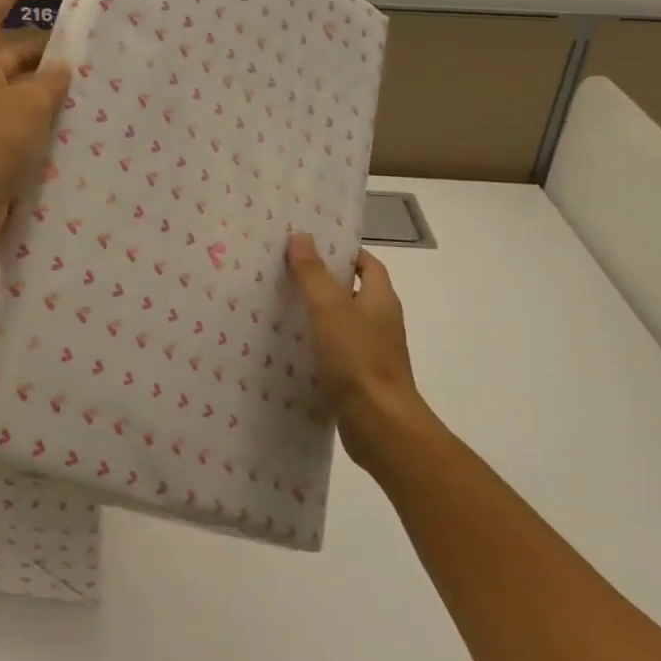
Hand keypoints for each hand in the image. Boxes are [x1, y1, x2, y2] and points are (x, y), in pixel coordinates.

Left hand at [0, 0, 71, 259]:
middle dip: (40, 56)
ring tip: (86, 94)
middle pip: (8, 62)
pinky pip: (21, 132)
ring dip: (46, 95)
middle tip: (79, 56)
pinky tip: (73, 135)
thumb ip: (48, 83)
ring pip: (18, 100)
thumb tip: (60, 68)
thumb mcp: (28, 105)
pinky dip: (42, 128)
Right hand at [286, 233, 431, 469]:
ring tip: (279, 304)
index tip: (311, 246)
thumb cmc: (357, 357)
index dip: (343, 252)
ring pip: (342, 323)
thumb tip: (301, 236)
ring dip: (317, 314)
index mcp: (381, 299)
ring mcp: (372, 352)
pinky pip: (336, 351)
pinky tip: (289, 347)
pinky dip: (316, 345)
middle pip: (352, 291)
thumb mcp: (329, 308)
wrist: (379, 424)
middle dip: (323, 281)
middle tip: (285, 271)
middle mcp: (381, 322)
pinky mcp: (359, 378)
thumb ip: (313, 273)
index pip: (367, 264)